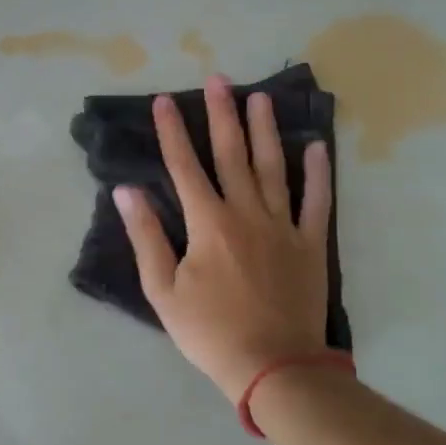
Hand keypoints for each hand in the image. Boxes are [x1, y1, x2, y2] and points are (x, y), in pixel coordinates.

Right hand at [115, 76, 333, 402]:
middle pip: (232, 155)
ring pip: (273, 168)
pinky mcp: (311, 245)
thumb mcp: (163, 290)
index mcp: (208, 223)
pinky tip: (316, 147)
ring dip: (265, 131)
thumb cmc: (209, 332)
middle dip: (222, 115)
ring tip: (260, 97)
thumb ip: (147, 237)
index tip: (164, 100)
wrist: (273, 365)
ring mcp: (283, 226)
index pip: (185, 167)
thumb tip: (128, 192)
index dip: (172, 132)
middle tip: (219, 79)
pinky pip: (317, 202)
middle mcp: (246, 213)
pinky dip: (318, 174)